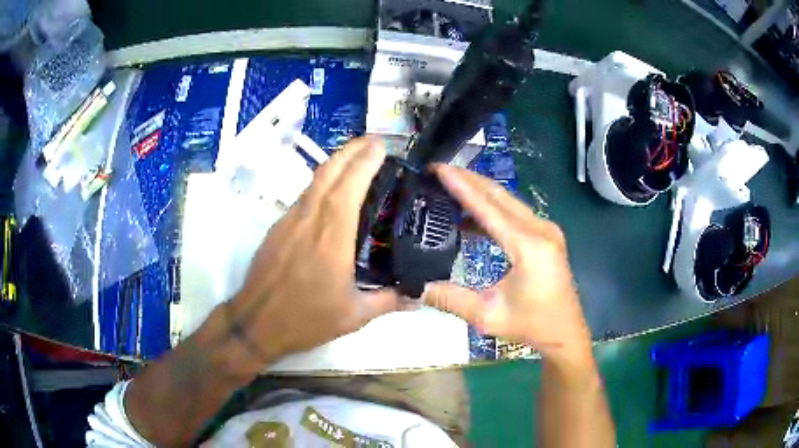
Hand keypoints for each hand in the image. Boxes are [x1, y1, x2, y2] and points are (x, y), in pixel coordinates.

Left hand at [224, 137, 401, 362]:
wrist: (256, 323)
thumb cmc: (306, 319)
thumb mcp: (354, 315)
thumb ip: (389, 300)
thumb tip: (419, 295)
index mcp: (332, 236)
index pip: (350, 186)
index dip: (365, 161)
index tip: (381, 147)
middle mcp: (309, 219)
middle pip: (329, 171)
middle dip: (351, 150)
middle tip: (373, 143)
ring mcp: (290, 220)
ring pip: (314, 180)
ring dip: (336, 163)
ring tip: (356, 161)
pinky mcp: (278, 227)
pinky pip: (304, 196)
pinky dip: (322, 183)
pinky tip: (332, 193)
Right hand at [423, 164, 592, 361]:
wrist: (565, 332)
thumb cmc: (531, 325)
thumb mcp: (487, 316)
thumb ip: (450, 299)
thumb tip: (415, 288)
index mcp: (528, 246)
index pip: (489, 208)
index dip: (462, 187)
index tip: (439, 169)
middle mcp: (540, 229)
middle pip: (500, 195)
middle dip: (469, 179)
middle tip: (439, 170)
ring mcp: (546, 230)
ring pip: (508, 201)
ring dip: (480, 192)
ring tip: (450, 186)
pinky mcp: (546, 235)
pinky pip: (515, 213)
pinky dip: (492, 210)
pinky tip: (471, 217)